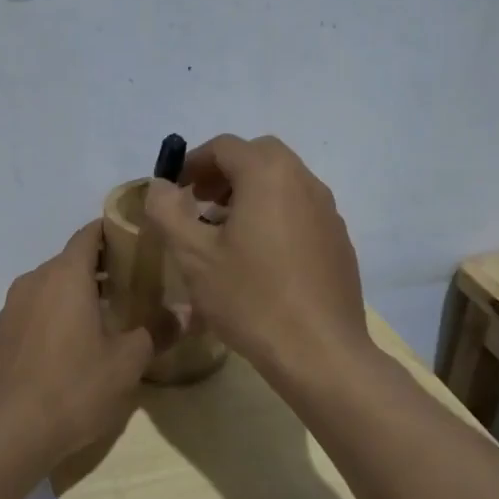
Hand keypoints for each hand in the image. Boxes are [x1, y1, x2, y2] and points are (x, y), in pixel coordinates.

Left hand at [0, 221, 157, 464]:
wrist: (5, 432)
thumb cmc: (73, 388)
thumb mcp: (126, 363)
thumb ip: (157, 331)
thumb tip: (187, 312)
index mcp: (65, 275)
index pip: (89, 234)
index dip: (113, 231)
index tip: (137, 240)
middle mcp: (35, 280)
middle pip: (71, 259)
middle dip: (100, 266)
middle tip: (133, 284)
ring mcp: (13, 306)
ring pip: (51, 285)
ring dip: (77, 291)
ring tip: (108, 314)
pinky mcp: (1, 333)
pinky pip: (36, 308)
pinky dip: (56, 312)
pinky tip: (74, 342)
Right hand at [144, 134, 369, 377]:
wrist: (319, 352)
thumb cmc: (250, 298)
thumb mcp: (194, 256)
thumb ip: (168, 211)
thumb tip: (160, 185)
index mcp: (269, 175)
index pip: (225, 146)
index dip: (193, 162)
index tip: (174, 190)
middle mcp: (304, 181)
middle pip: (259, 156)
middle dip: (224, 173)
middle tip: (199, 204)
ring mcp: (328, 211)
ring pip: (282, 182)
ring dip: (250, 193)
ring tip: (224, 232)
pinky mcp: (338, 240)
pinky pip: (300, 210)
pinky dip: (274, 215)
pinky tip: (259, 258)